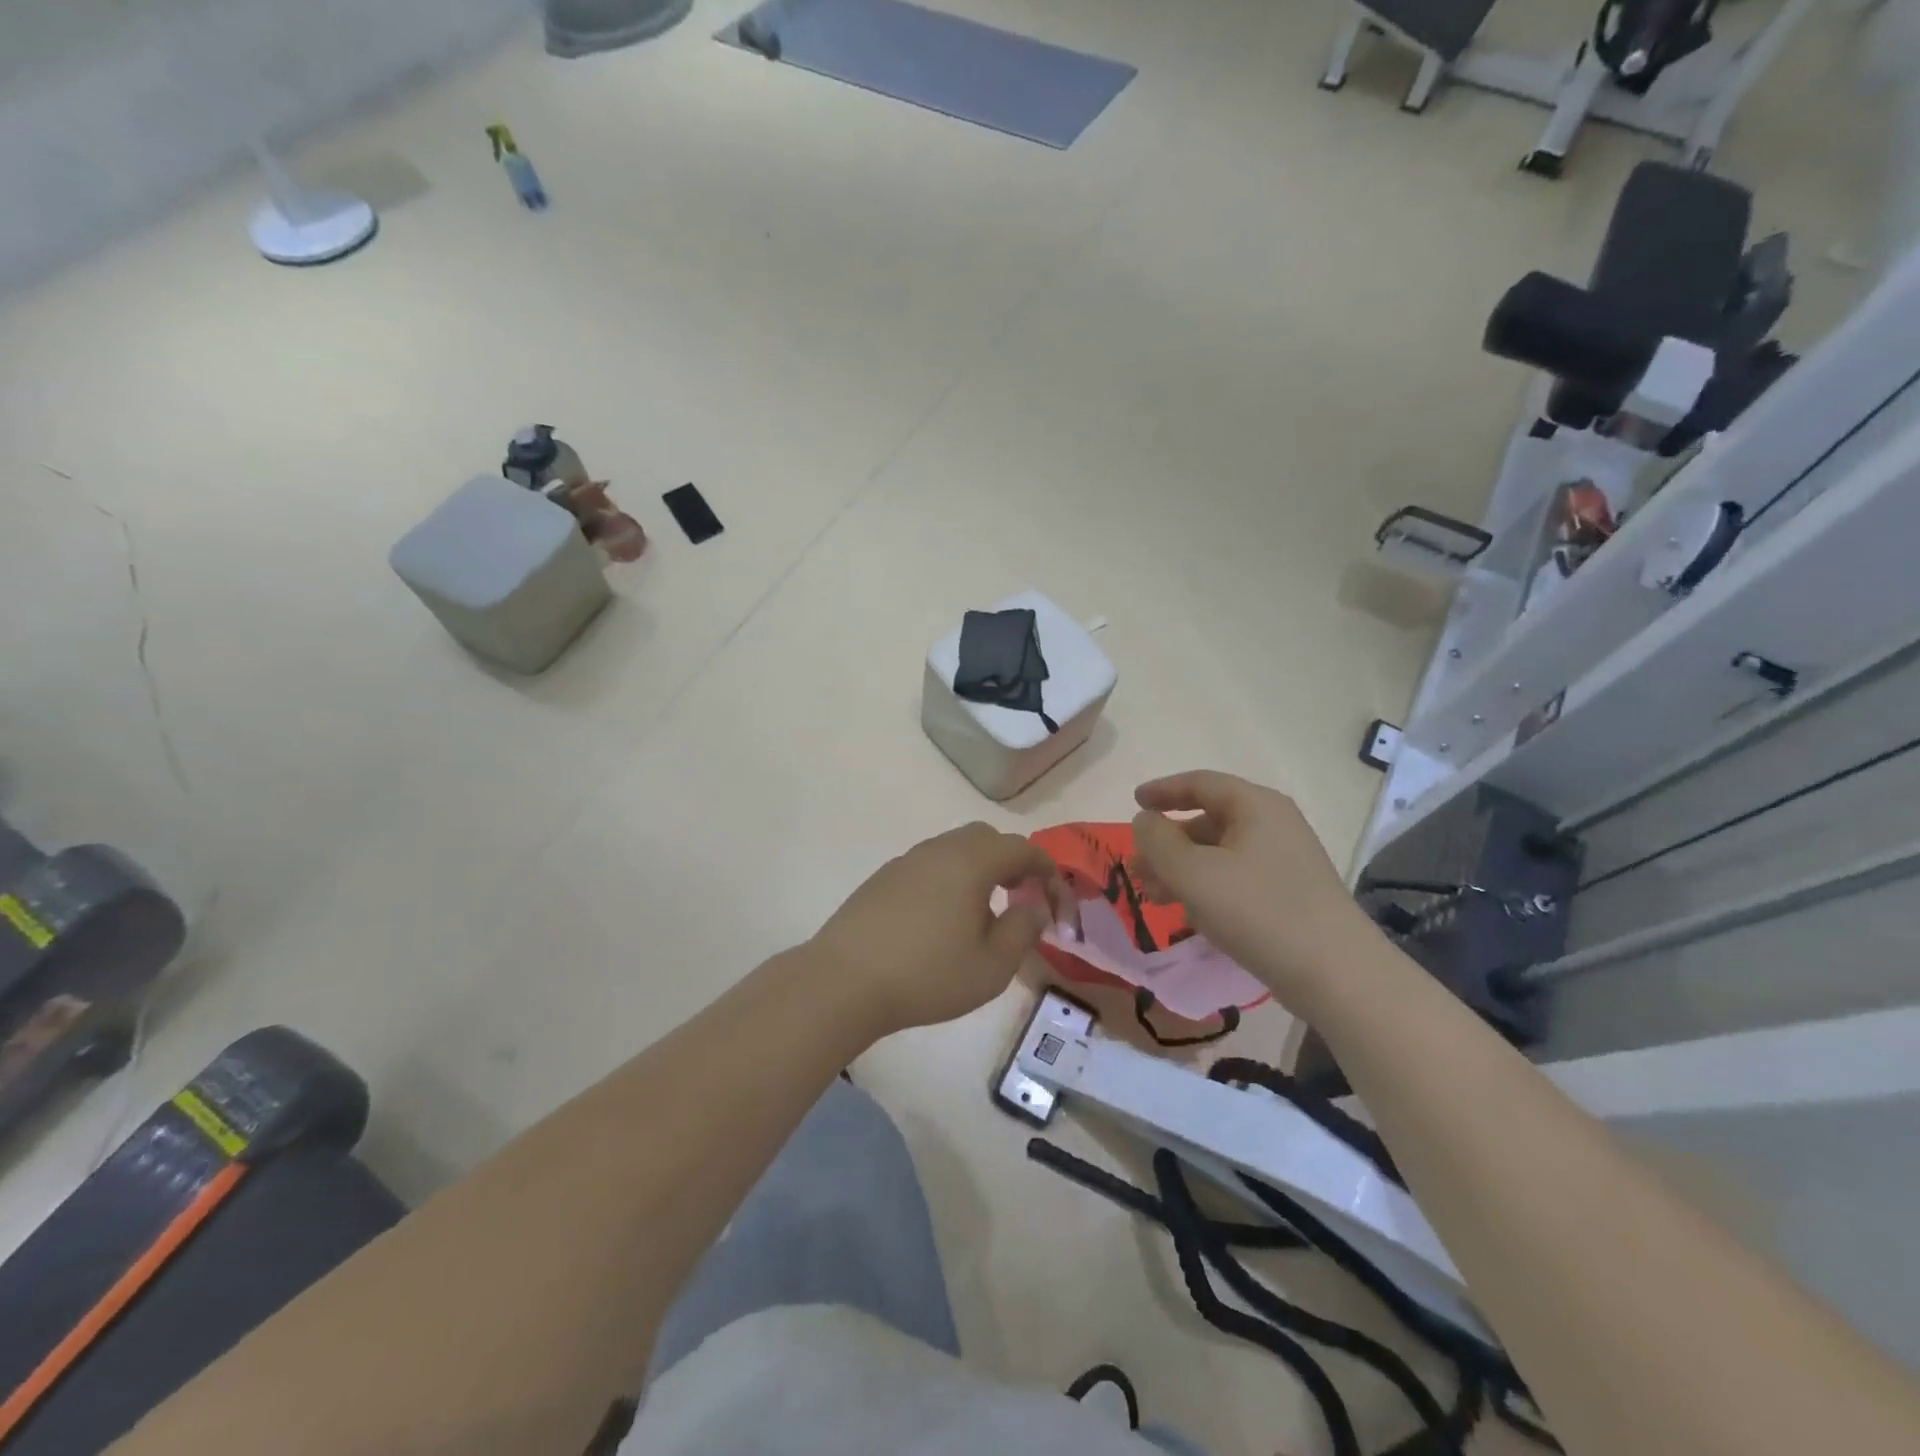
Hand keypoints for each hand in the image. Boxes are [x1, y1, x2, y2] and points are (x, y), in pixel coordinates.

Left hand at [808, 823, 1059, 1037]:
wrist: (844, 981)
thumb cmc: (928, 974)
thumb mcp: (992, 965)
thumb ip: (1023, 930)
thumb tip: (1034, 907)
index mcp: (971, 862)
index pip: (1021, 848)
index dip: (1045, 868)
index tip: (1055, 895)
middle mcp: (939, 850)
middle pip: (985, 838)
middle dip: (1011, 861)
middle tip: (1021, 895)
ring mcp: (906, 861)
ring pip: (954, 850)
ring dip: (978, 870)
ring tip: (983, 910)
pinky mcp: (883, 879)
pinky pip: (928, 866)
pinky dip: (949, 879)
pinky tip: (942, 918)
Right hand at [1130, 770, 1379, 1006]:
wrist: (1336, 974)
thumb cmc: (1257, 911)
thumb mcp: (1193, 873)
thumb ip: (1158, 841)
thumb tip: (1145, 820)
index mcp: (1255, 805)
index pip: (1200, 783)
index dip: (1162, 790)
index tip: (1134, 802)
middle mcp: (1273, 824)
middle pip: (1208, 819)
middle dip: (1167, 841)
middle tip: (1136, 865)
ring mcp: (1285, 859)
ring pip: (1220, 852)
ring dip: (1182, 868)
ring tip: (1152, 895)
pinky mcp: (1290, 892)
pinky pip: (1236, 876)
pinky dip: (1206, 886)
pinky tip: (1189, 913)